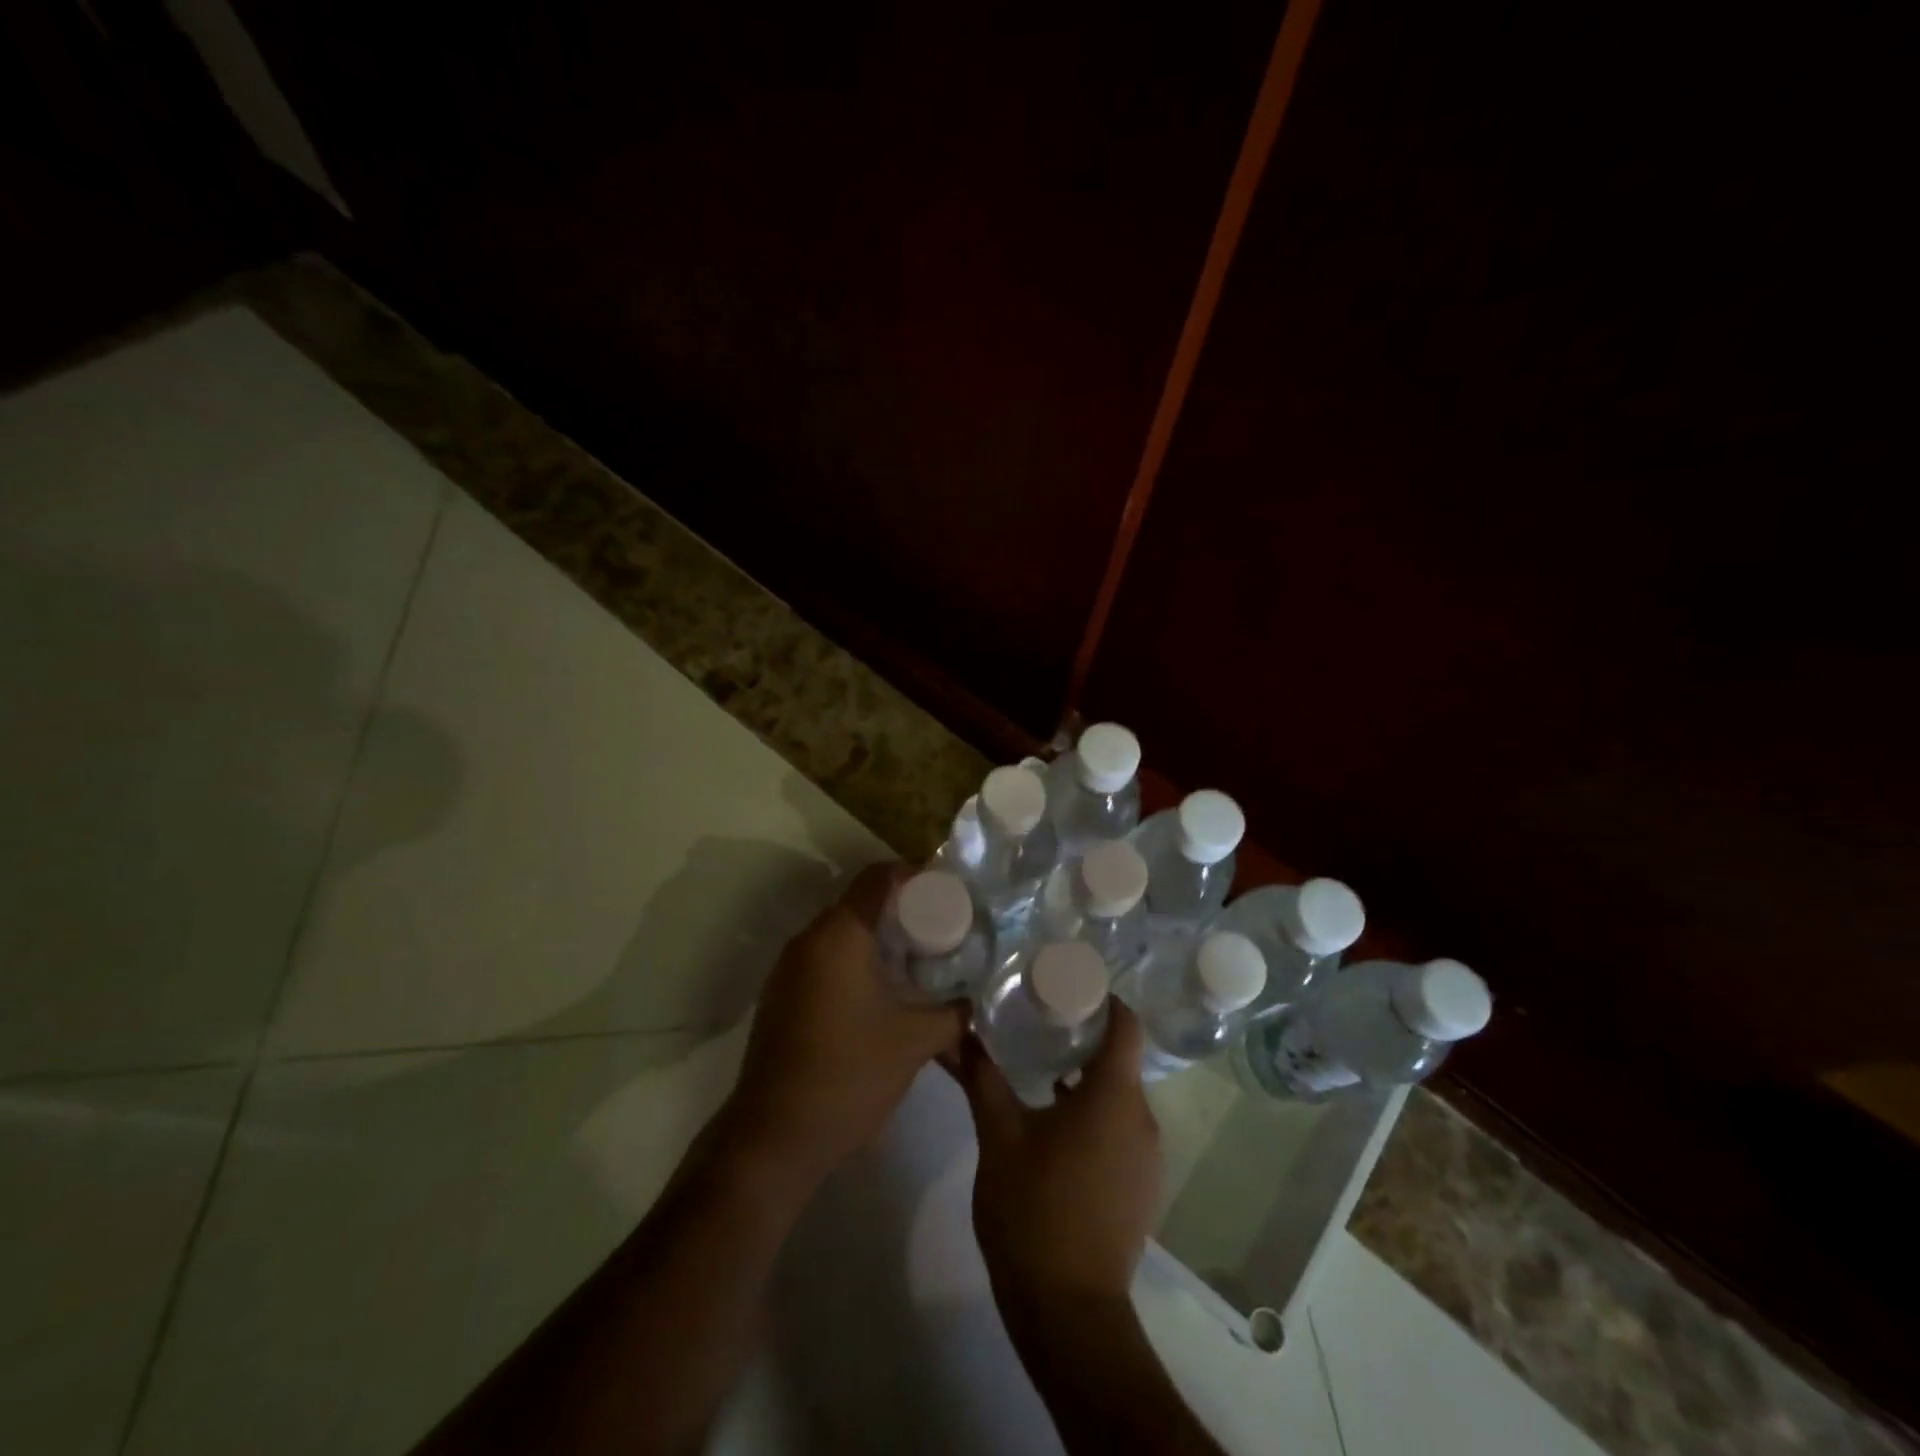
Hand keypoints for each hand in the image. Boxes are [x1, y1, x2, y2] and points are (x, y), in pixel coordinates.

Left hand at [726, 862, 966, 1185]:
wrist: (775, 1135)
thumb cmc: (850, 1074)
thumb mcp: (916, 1041)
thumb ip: (954, 1012)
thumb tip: (977, 999)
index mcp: (840, 935)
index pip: (878, 877)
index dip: (914, 875)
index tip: (946, 892)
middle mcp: (809, 939)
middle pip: (859, 901)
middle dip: (901, 909)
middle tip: (940, 928)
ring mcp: (788, 967)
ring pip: (840, 931)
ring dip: (876, 937)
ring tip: (917, 959)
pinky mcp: (781, 994)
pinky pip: (824, 957)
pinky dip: (854, 959)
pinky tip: (881, 991)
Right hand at [955, 1002, 1161, 1324]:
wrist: (1069, 1313)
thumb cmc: (1034, 1210)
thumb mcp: (999, 1136)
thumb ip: (982, 1077)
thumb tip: (961, 1032)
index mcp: (1114, 1096)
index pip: (1125, 1023)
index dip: (1100, 998)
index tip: (1064, 985)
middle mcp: (1142, 1118)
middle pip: (1120, 1058)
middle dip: (1082, 1036)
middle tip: (1038, 1019)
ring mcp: (1147, 1156)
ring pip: (1118, 1096)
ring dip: (1084, 1078)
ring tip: (1039, 1066)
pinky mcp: (1141, 1186)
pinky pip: (1121, 1128)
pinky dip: (1093, 1113)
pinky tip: (1053, 1121)